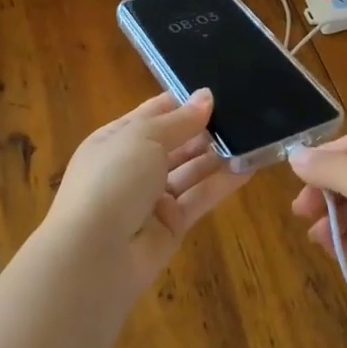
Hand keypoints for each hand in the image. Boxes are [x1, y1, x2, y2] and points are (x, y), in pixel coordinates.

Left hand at [42, 89, 247, 293]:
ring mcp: (152, 198)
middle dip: (204, 128)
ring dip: (217, 154)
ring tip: (251, 135)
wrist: (94, 256)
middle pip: (175, 142)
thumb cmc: (112, 179)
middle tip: (243, 112)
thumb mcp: (144, 137)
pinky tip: (249, 167)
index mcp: (116, 139)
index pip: (154, 113)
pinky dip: (222, 183)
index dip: (183, 103)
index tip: (217, 92)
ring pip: (190, 170)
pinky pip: (200, 198)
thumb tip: (206, 96)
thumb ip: (180, 120)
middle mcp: (133, 166)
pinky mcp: (172, 225)